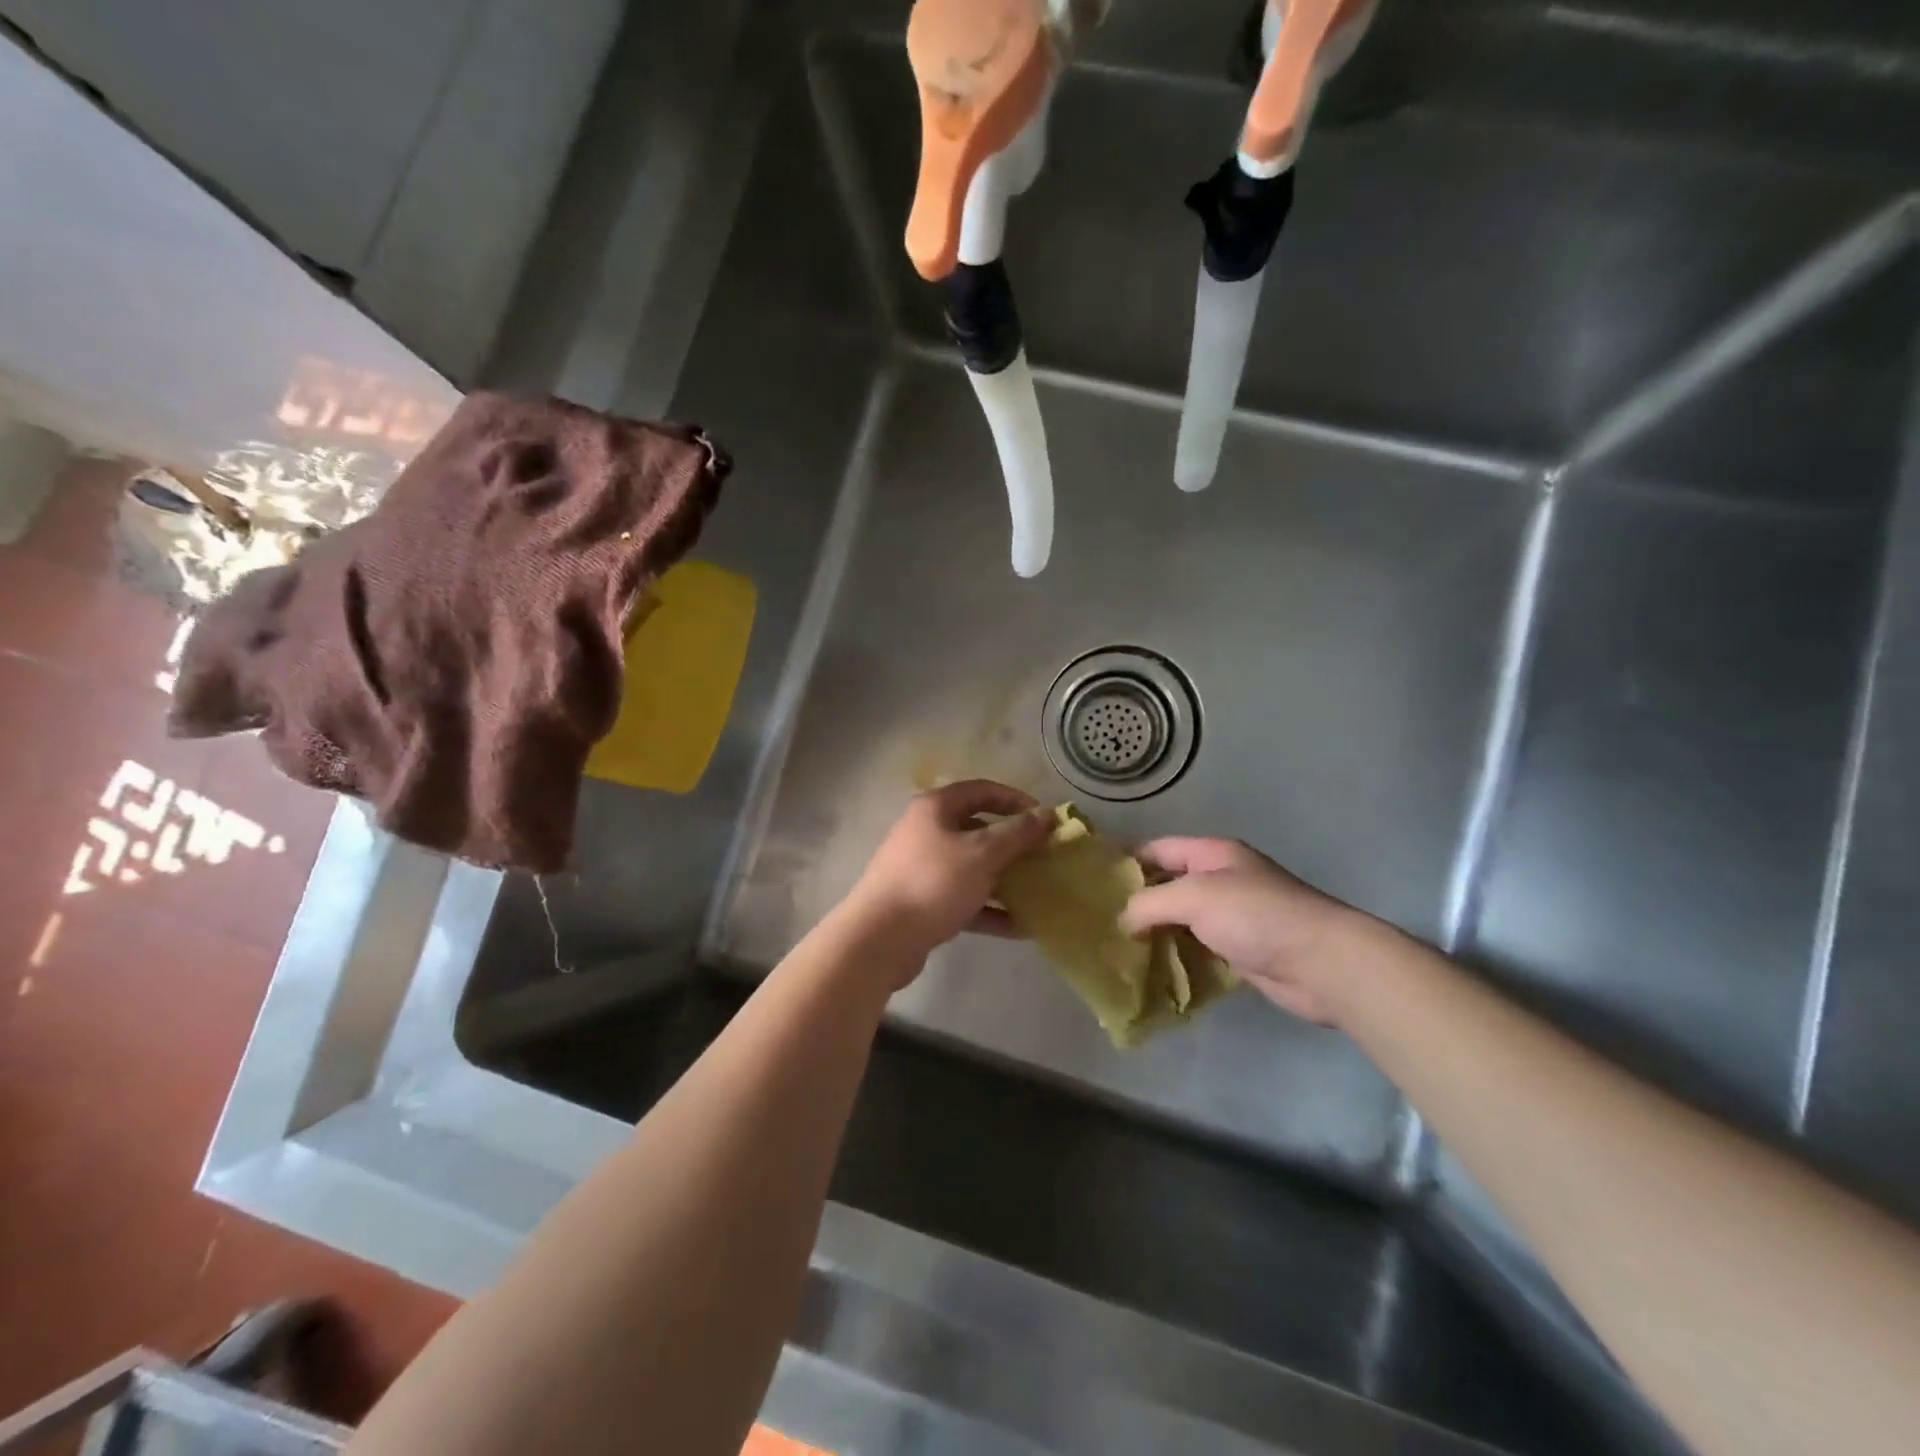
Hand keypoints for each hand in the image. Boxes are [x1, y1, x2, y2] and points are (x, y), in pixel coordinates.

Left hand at [844, 781, 1054, 967]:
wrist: (880, 938)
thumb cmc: (933, 883)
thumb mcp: (982, 854)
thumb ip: (1017, 833)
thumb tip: (1047, 814)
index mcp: (936, 808)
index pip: (982, 791)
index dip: (1016, 800)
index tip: (1046, 818)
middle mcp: (927, 832)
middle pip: (978, 830)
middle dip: (1014, 844)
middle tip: (1045, 856)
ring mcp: (923, 869)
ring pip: (973, 867)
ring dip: (1005, 879)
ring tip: (1039, 892)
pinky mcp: (923, 903)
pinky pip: (964, 899)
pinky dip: (990, 909)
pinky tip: (1020, 926)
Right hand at [1120, 838, 1358, 1022]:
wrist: (1321, 963)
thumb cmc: (1256, 915)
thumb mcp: (1194, 897)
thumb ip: (1151, 903)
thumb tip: (1124, 920)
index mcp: (1213, 854)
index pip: (1159, 849)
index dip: (1127, 862)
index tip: (1094, 884)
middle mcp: (1222, 880)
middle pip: (1169, 885)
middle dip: (1138, 902)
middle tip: (1101, 923)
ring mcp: (1233, 917)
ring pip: (1182, 920)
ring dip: (1156, 934)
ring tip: (1118, 949)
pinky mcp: (1242, 951)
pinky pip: (1198, 949)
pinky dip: (1177, 957)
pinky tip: (1152, 970)